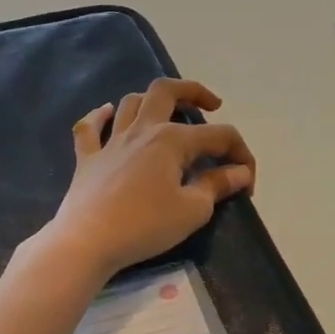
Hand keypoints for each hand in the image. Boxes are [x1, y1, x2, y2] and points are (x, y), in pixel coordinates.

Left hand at [45, 78, 254, 280]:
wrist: (87, 242)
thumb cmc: (145, 226)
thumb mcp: (192, 210)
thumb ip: (217, 185)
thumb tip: (240, 172)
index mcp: (172, 140)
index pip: (219, 136)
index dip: (241, 154)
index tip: (247, 184)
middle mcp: (142, 130)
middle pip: (166, 91)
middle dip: (193, 91)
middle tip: (210, 105)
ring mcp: (110, 142)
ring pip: (131, 103)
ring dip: (151, 101)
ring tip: (166, 113)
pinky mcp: (87, 160)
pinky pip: (89, 128)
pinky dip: (99, 117)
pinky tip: (107, 114)